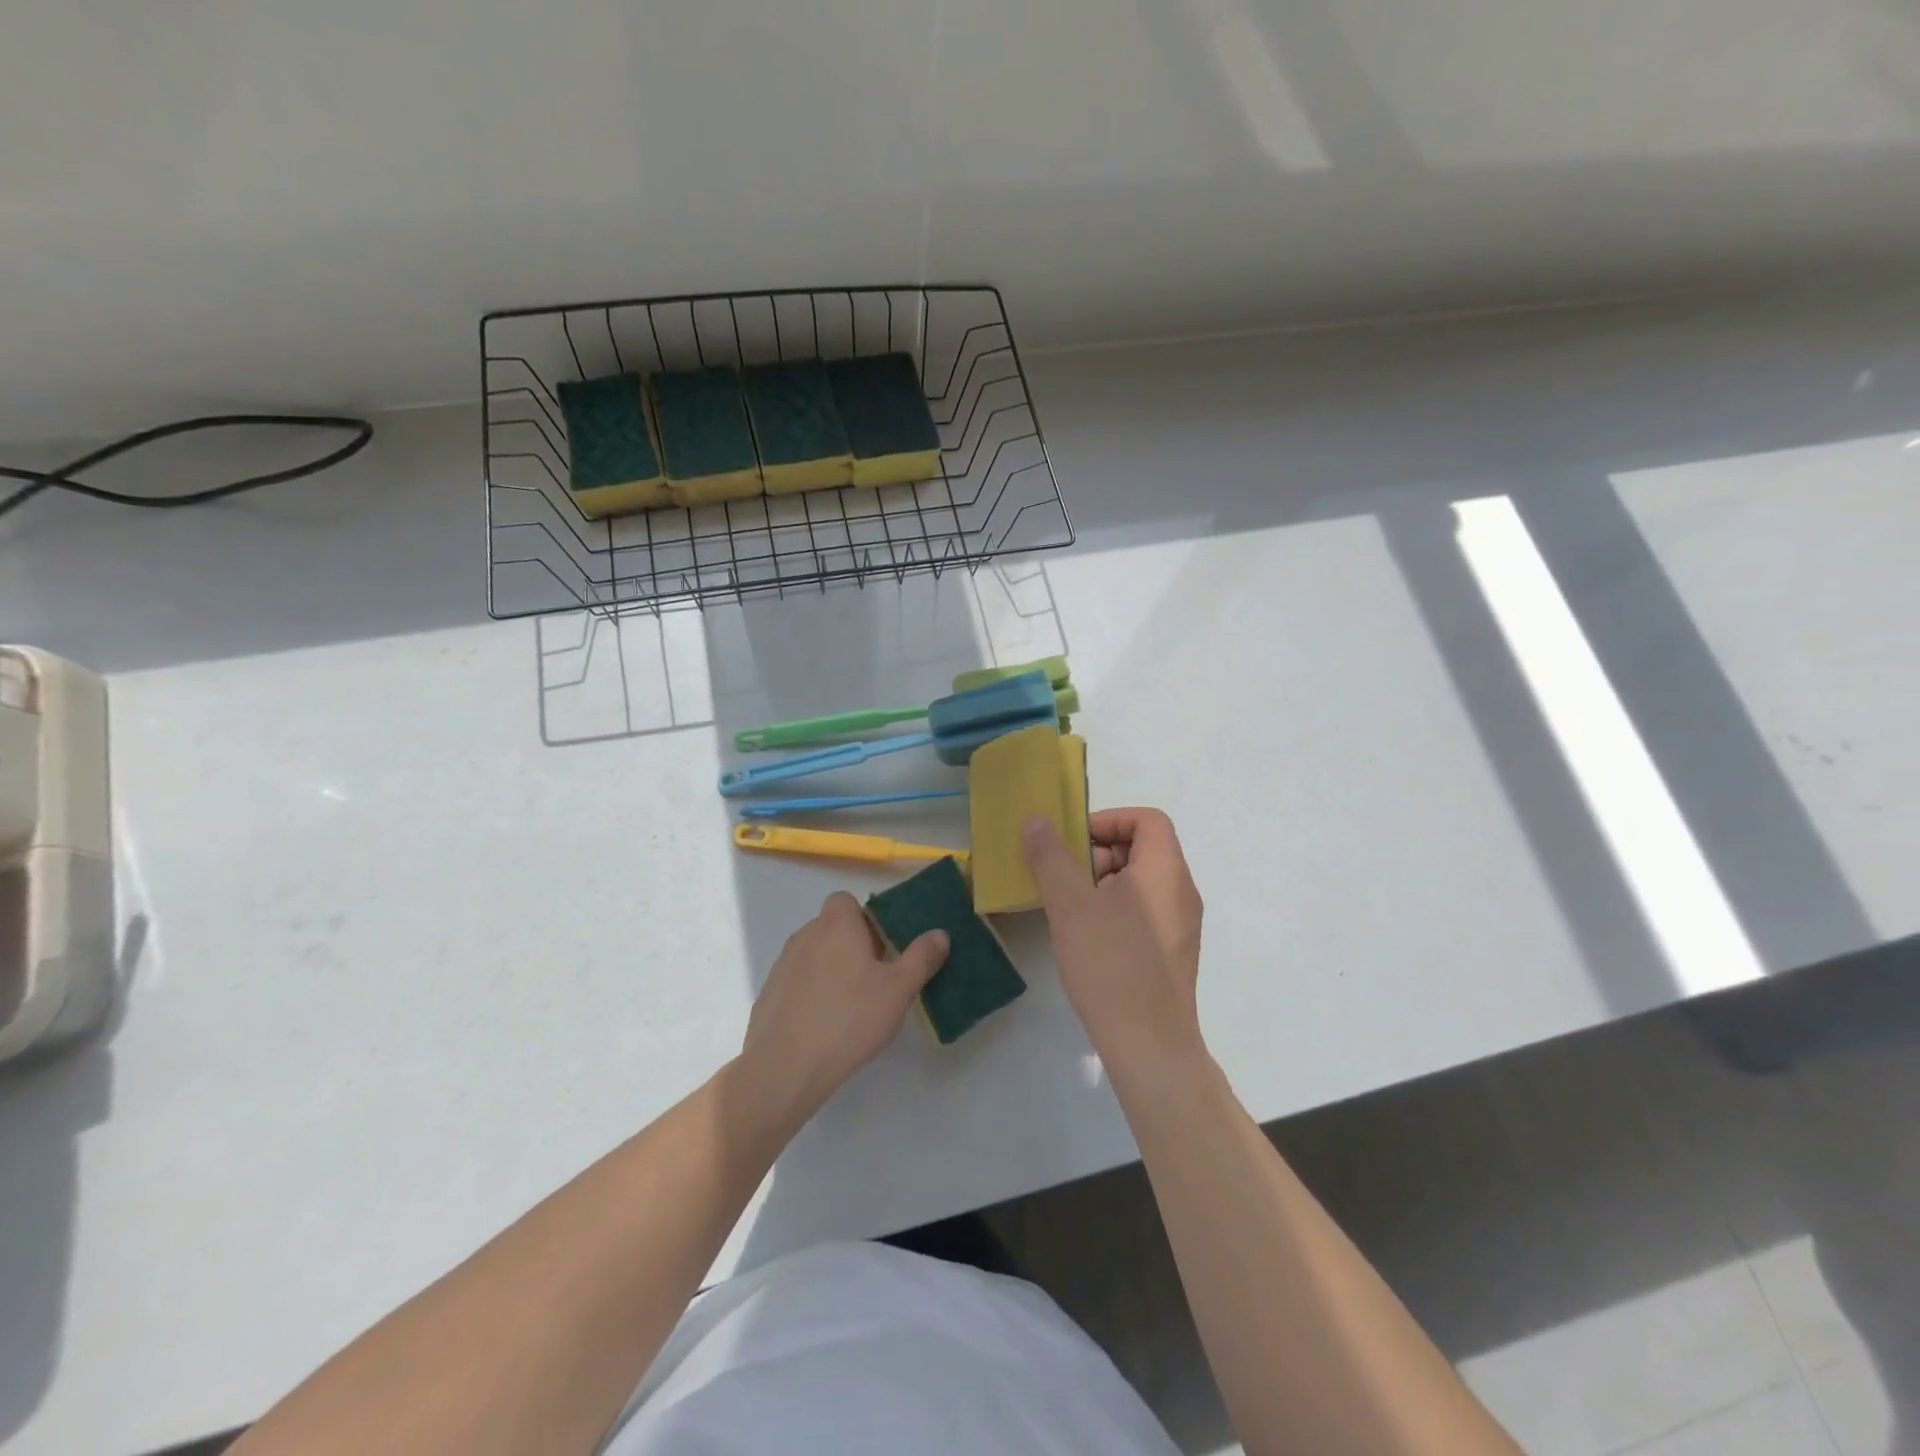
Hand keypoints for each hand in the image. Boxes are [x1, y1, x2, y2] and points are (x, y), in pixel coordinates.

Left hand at [738, 892, 947, 1124]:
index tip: (882, 947)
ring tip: (851, 1005)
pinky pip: (797, 981)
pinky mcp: (769, 994)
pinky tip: (824, 1024)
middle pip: (831, 927)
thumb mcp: (898, 990)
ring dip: (831, 968)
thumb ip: (921, 958)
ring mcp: (782, 965)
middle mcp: (805, 935)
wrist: (786, 1066)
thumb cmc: (849, 1018)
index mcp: (836, 925)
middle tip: (875, 979)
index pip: (845, 900)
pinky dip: (811, 992)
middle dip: (852, 945)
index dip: (864, 919)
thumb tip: (940, 933)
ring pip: (813, 954)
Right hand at [1023, 807, 1205, 1066]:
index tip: (1073, 842)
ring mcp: (1180, 925)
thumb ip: (1051, 857)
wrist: (1149, 1044)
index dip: (1109, 820)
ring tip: (1069, 908)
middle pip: (1143, 848)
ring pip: (1140, 882)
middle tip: (1064, 877)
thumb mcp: (1070, 904)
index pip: (1147, 819)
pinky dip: (1114, 908)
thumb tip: (1036, 820)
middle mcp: (1181, 891)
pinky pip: (1144, 911)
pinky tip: (1087, 936)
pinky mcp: (1172, 953)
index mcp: (1165, 870)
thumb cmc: (1110, 963)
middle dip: (1099, 853)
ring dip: (1102, 882)